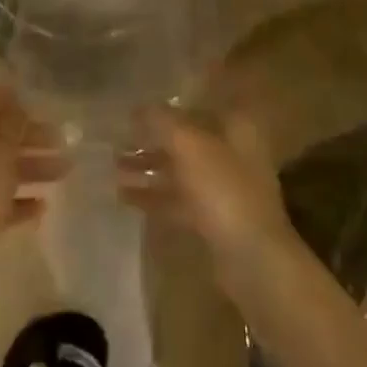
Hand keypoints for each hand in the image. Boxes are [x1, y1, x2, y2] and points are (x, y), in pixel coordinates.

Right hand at [116, 103, 295, 274]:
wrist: (253, 260)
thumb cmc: (223, 190)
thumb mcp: (188, 145)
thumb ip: (162, 121)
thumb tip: (139, 107)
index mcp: (235, 127)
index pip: (198, 105)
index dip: (167, 106)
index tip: (135, 108)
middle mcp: (231, 153)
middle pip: (185, 139)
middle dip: (151, 139)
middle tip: (116, 139)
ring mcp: (223, 189)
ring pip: (179, 171)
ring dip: (148, 168)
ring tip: (113, 167)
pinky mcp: (212, 220)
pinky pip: (177, 201)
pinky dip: (153, 197)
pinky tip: (123, 197)